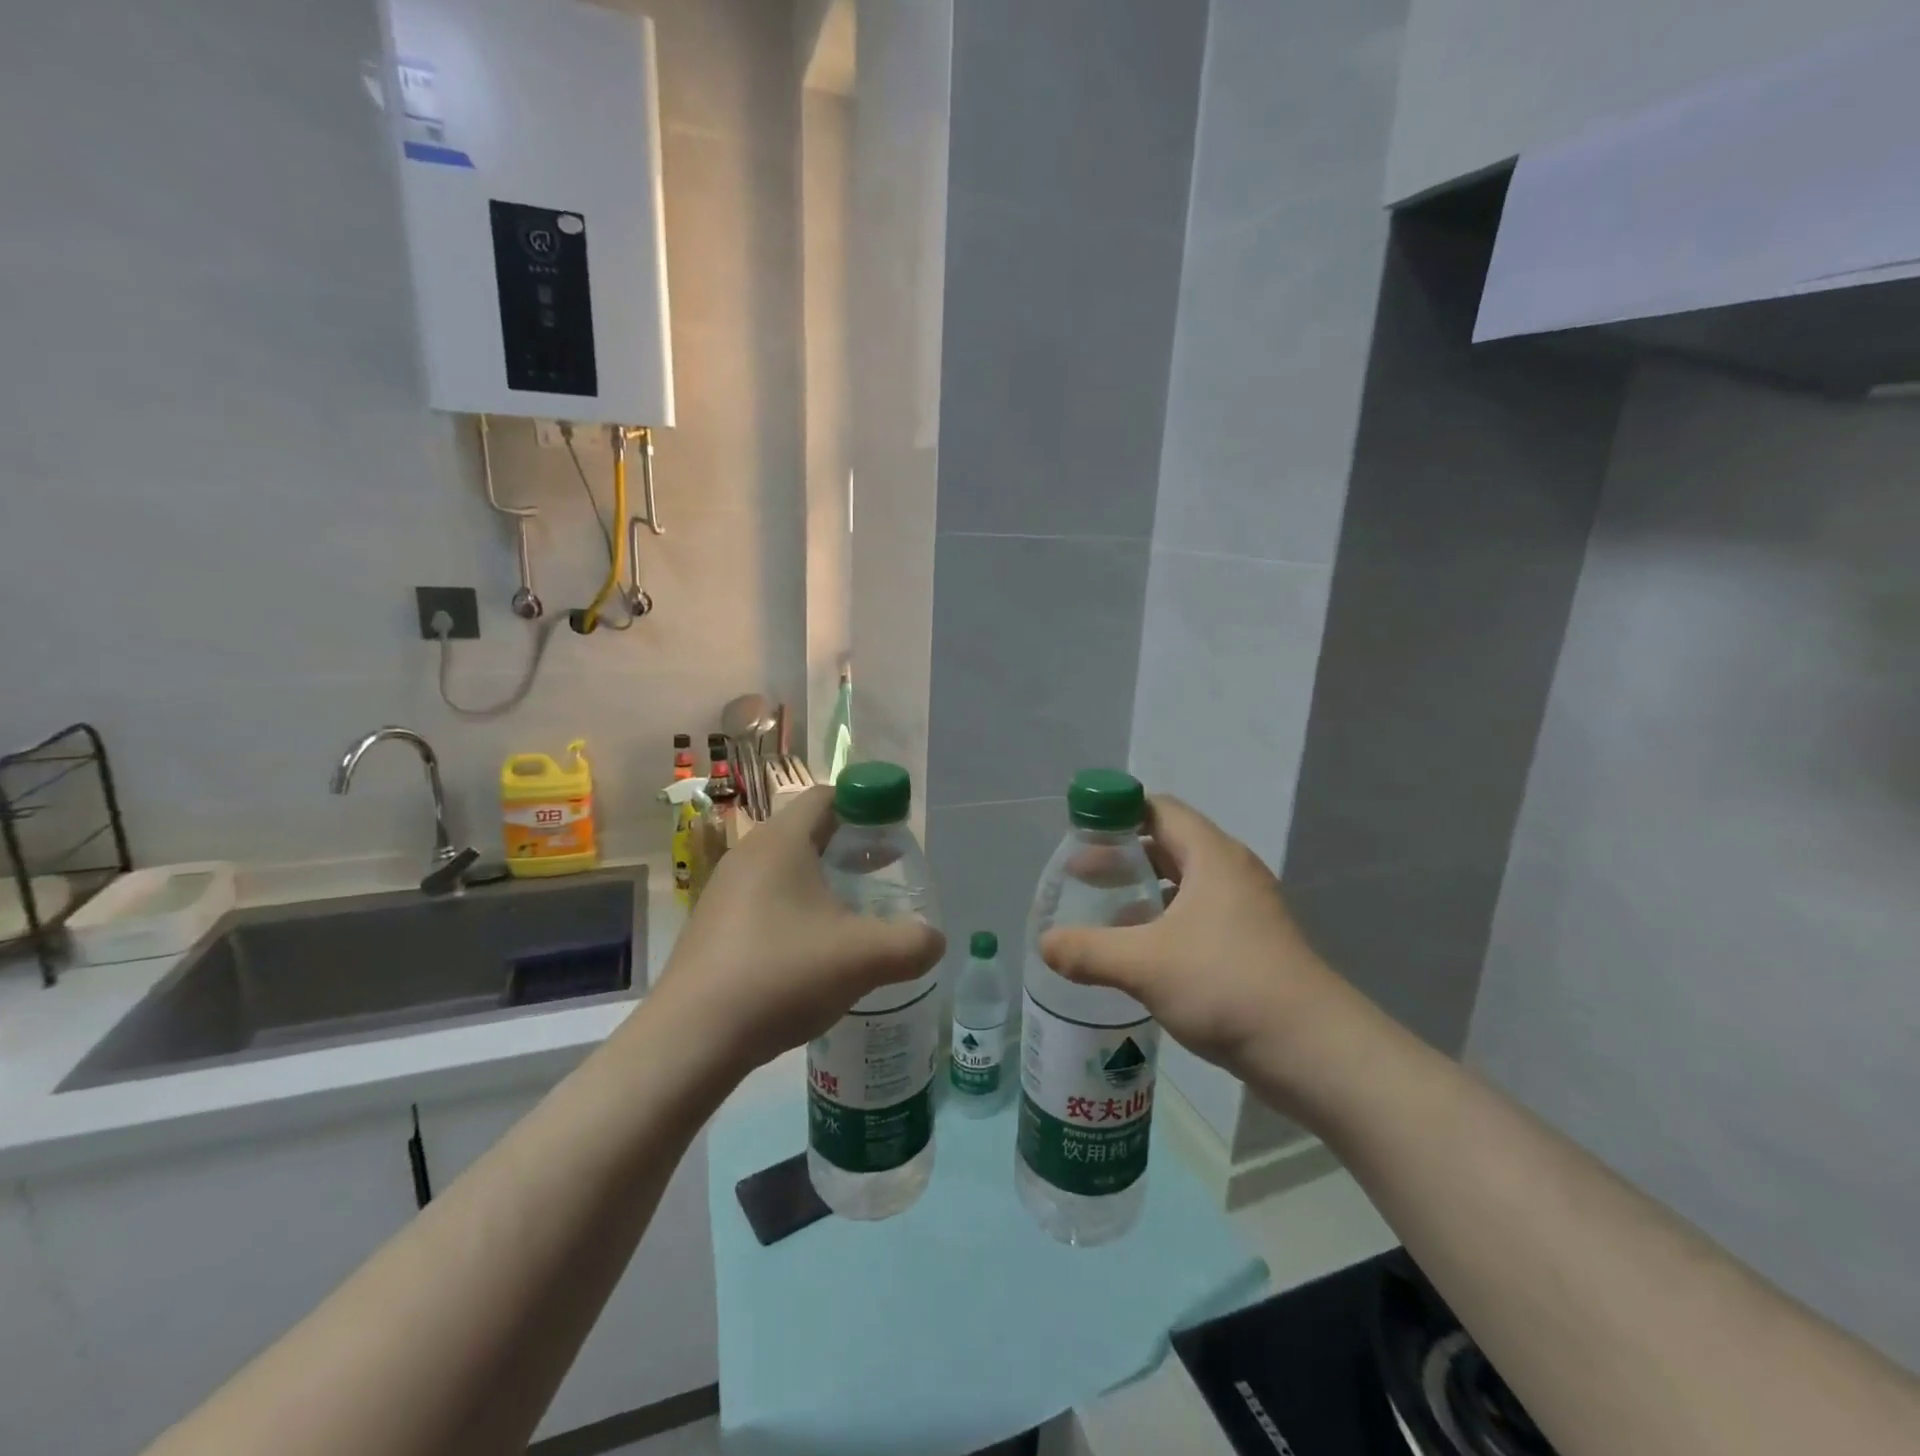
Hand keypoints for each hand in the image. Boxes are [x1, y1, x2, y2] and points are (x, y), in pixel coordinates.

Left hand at [650, 786, 945, 1074]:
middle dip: (849, 847)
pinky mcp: (713, 927)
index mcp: (781, 842)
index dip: (866, 805)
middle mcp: (748, 854)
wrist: (691, 1039)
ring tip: (853, 915)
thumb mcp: (863, 957)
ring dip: (822, 882)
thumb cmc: (781, 974)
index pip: (827, 796)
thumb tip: (935, 940)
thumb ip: (912, 943)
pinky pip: (765, 900)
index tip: (893, 834)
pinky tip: (812, 952)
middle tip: (883, 873)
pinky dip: (795, 910)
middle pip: (807, 831)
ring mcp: (724, 891)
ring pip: (785, 869)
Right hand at [1038, 795, 1344, 1079]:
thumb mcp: (1144, 964)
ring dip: (1143, 892)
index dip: (1118, 812)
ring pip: (1183, 884)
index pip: (1159, 809)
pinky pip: (1197, 916)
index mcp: (1211, 856)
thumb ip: (1088, 950)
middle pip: (1168, 844)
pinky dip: (1164, 921)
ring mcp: (1245, 910)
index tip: (1080, 832)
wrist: (1313, 1050)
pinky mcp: (1250, 944)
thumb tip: (1044, 944)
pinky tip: (1139, 953)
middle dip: (1123, 856)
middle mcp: (1230, 872)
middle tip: (1080, 875)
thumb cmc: (1226, 985)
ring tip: (1103, 912)